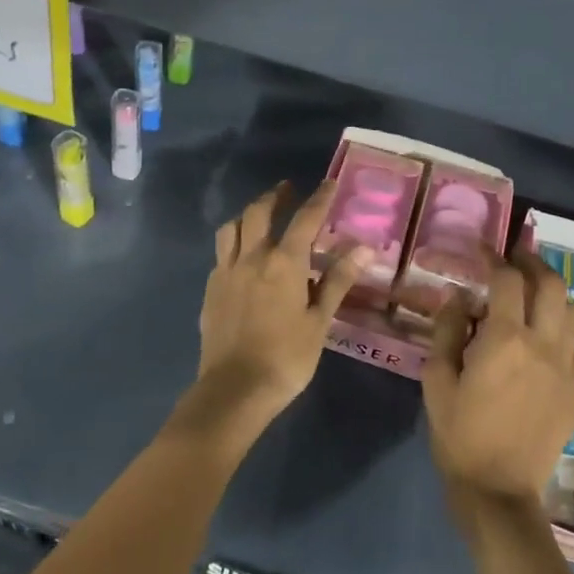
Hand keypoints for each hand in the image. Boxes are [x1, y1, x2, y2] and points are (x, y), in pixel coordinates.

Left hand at [189, 181, 365, 441]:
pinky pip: (220, 253)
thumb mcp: (319, 320)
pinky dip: (233, 243)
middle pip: (259, 212)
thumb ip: (338, 280)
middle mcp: (251, 257)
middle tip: (287, 190)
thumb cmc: (287, 357)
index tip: (329, 183)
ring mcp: (226, 272)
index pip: (305, 219)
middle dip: (275, 196)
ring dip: (248, 215)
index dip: (319, 199)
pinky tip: (241, 255)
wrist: (234, 389)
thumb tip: (364, 247)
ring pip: (232, 228)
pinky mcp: (210, 290)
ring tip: (259, 216)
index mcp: (283, 262)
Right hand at [422, 251, 573, 506]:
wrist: (498, 490)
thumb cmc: (459, 434)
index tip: (483, 250)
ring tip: (533, 290)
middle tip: (516, 257)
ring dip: (552, 293)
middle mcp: (543, 344)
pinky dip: (568, 328)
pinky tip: (552, 334)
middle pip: (551, 285)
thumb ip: (448, 331)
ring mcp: (566, 368)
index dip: (495, 257)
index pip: (507, 280)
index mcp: (505, 339)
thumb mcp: (437, 379)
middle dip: (533, 263)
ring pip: (571, 312)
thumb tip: (458, 296)